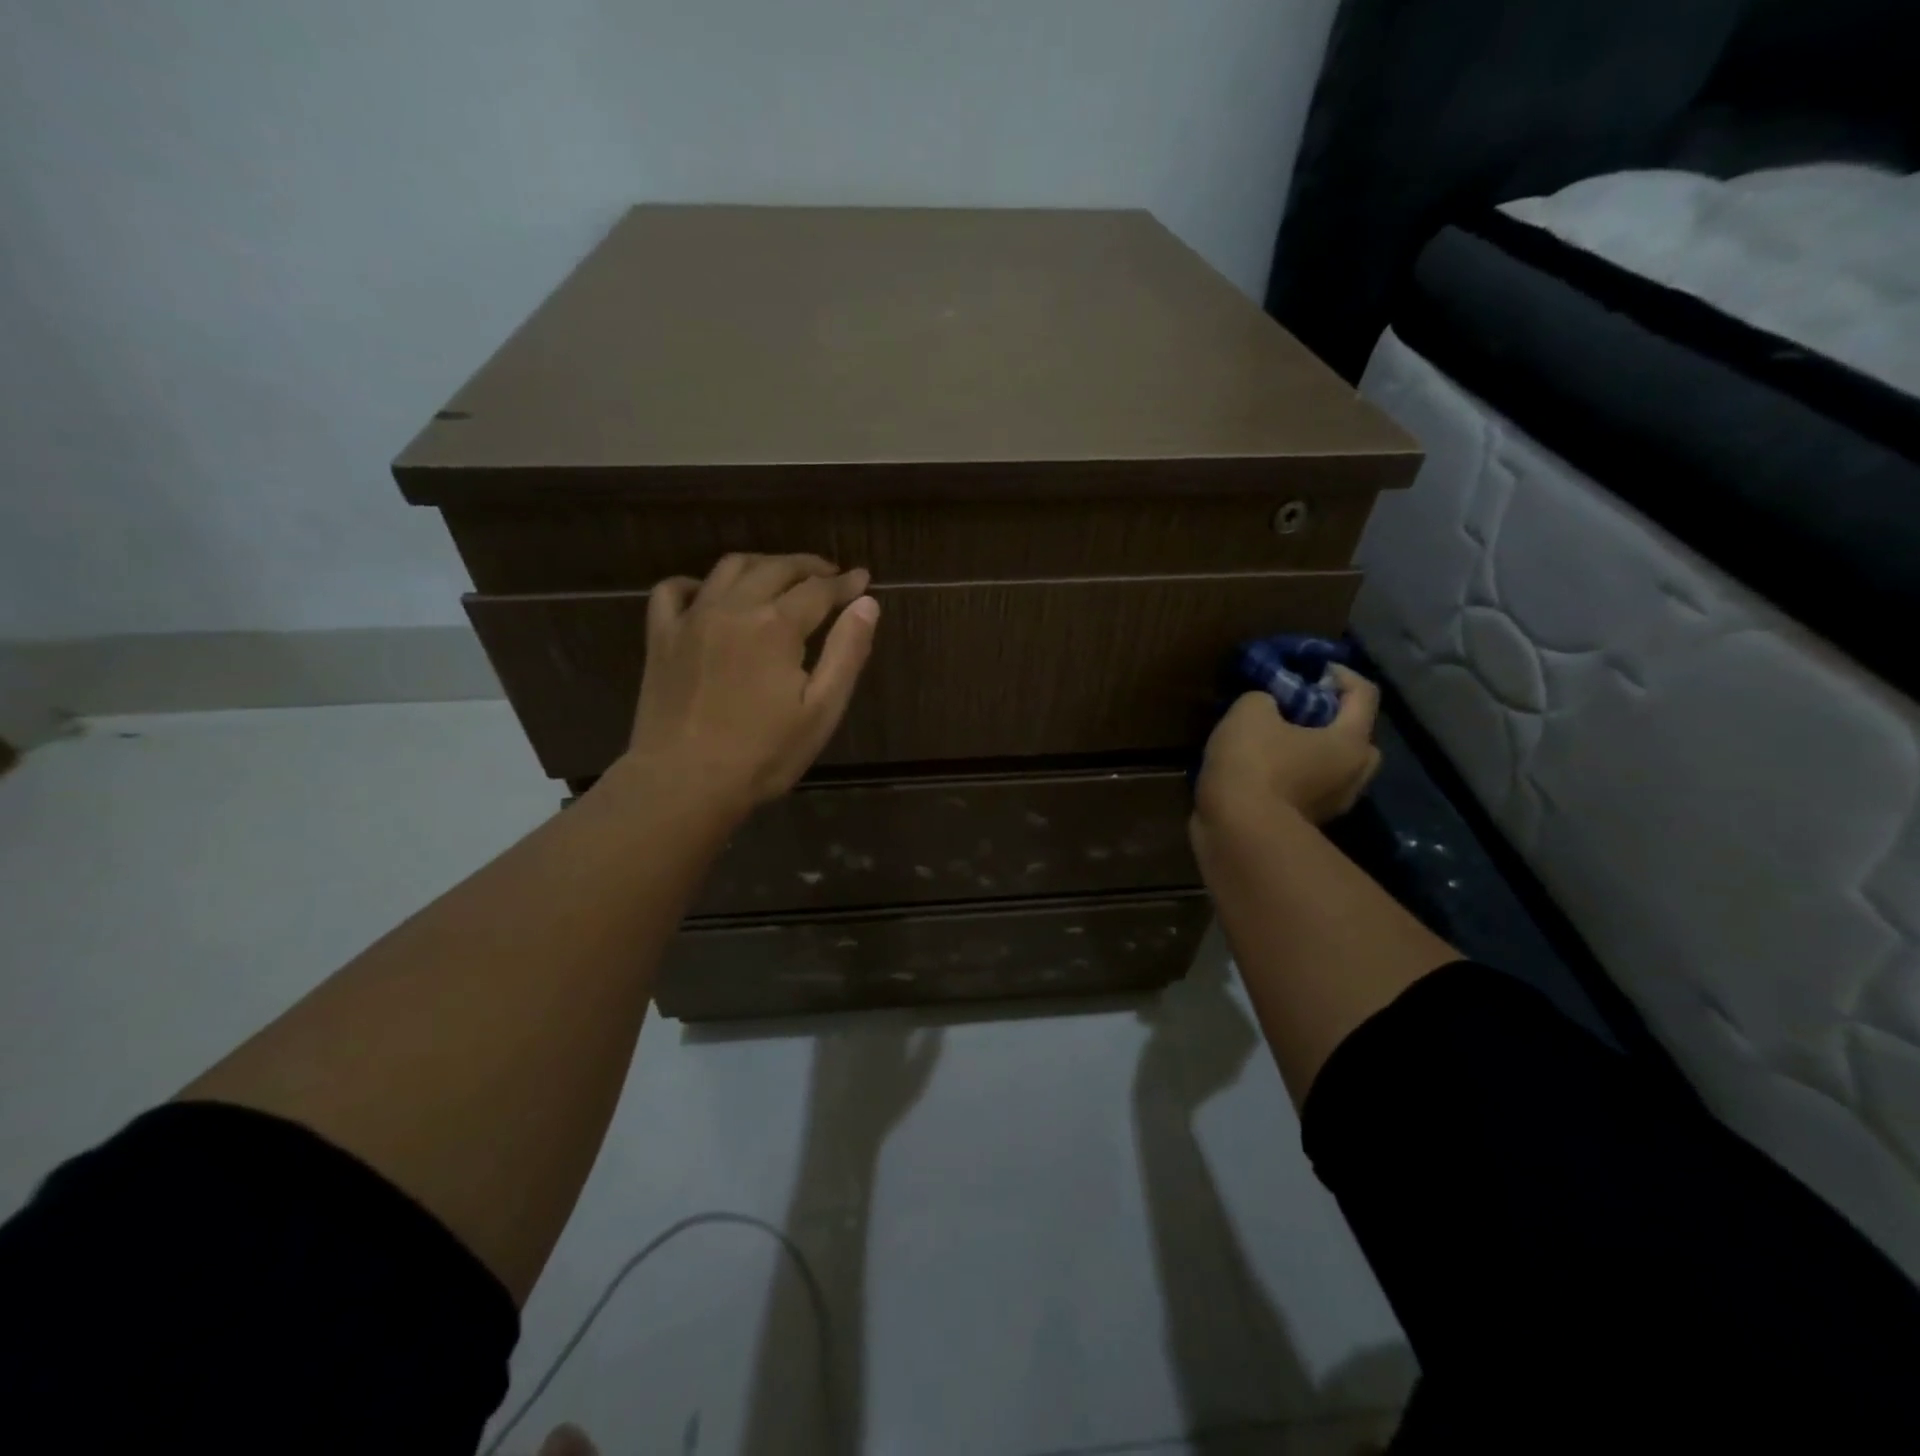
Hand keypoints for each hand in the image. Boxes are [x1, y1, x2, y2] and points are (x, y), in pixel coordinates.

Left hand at [624, 552, 878, 816]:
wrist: (684, 783)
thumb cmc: (763, 755)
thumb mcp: (821, 710)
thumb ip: (847, 653)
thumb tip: (867, 604)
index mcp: (776, 626)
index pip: (819, 590)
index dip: (845, 583)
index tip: (863, 579)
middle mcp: (733, 608)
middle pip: (776, 568)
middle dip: (808, 566)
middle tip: (830, 574)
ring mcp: (692, 618)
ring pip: (730, 568)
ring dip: (763, 565)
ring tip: (781, 577)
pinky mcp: (661, 637)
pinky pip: (673, 590)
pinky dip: (698, 583)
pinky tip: (711, 595)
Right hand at [1194, 666, 1382, 828]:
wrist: (1238, 832)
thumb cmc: (1254, 764)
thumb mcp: (1250, 711)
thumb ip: (1265, 698)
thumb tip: (1267, 706)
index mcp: (1350, 741)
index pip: (1364, 694)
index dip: (1339, 673)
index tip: (1312, 670)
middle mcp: (1353, 775)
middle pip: (1357, 736)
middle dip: (1334, 719)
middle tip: (1302, 709)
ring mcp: (1332, 805)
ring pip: (1333, 768)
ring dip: (1313, 751)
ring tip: (1277, 741)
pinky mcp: (1306, 825)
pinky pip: (1309, 789)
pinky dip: (1294, 777)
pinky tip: (1263, 771)